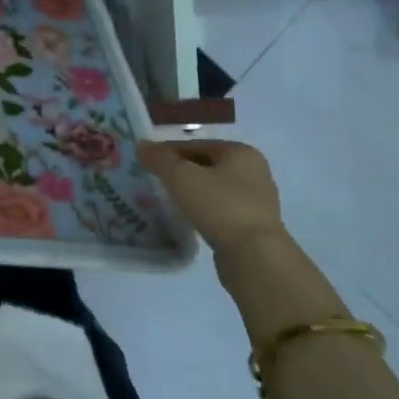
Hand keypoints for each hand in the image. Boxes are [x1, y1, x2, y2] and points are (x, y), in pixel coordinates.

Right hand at [139, 139, 284, 263]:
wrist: (254, 254)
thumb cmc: (219, 205)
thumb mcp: (181, 177)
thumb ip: (160, 159)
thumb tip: (142, 145)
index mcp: (240, 152)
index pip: (196, 144)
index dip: (168, 151)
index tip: (146, 162)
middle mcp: (254, 171)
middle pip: (206, 165)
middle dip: (180, 172)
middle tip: (154, 181)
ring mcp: (257, 200)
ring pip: (214, 188)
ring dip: (191, 192)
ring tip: (167, 201)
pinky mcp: (253, 224)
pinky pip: (221, 209)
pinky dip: (203, 210)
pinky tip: (187, 219)